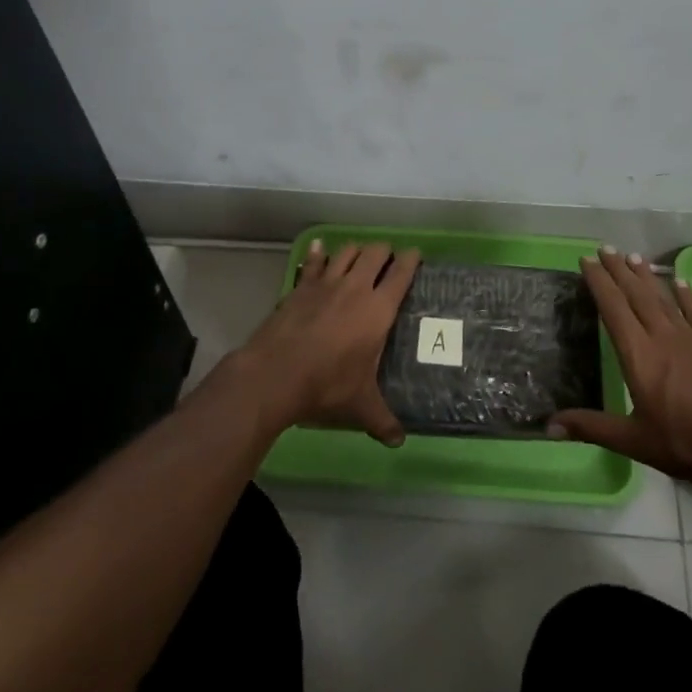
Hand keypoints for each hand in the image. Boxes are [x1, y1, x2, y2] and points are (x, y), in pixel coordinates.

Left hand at [239, 239, 420, 446]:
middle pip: (375, 253)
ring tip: (360, 256)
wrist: (276, 373)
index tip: (416, 255)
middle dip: (384, 252)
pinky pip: (314, 262)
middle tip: (388, 260)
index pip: (401, 273)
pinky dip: (319, 253)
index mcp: (378, 309)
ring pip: (346, 251)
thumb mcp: (360, 405)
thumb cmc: (327, 385)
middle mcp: (356, 287)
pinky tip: (319, 249)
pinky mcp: (301, 286)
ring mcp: (326, 283)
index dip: (411, 260)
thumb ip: (382, 420)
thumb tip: (399, 441)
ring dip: (356, 250)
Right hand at [550, 246, 691, 495]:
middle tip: (606, 248)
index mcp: (639, 356)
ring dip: (647, 276)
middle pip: (637, 296)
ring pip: (664, 298)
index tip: (587, 260)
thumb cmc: (688, 445)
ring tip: (634, 256)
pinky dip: (686, 295)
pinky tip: (679, 281)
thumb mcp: (635, 441)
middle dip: (619, 271)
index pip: (613, 309)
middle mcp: (664, 337)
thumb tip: (548, 425)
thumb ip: (592, 427)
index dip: (599, 283)